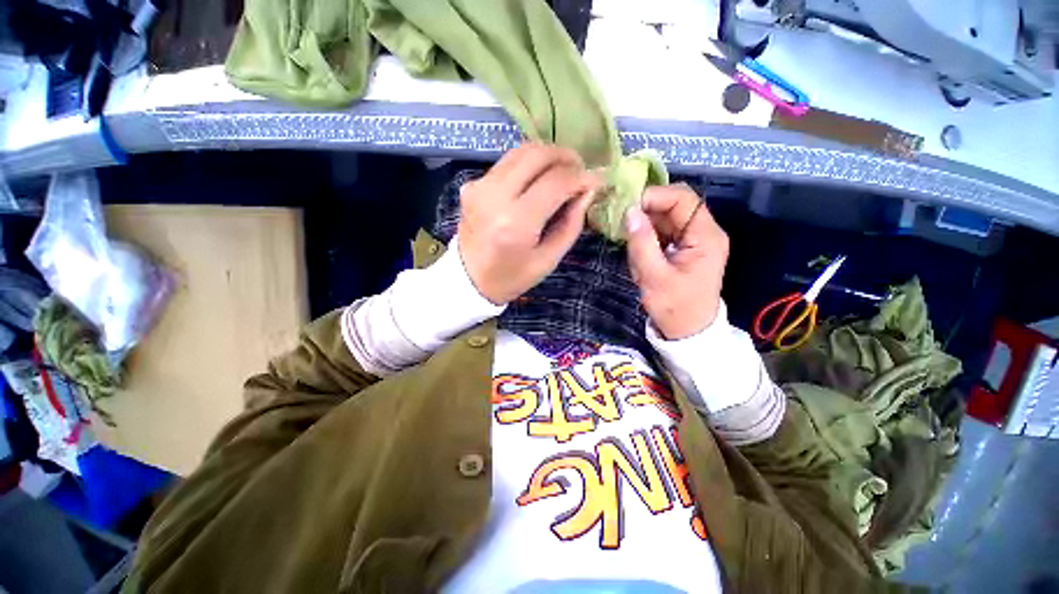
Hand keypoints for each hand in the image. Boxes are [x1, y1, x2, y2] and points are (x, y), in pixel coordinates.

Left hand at [457, 143, 598, 304]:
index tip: (596, 181)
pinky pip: (507, 163)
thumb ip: (571, 224)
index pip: (556, 182)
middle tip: (579, 170)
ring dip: (547, 156)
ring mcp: (479, 186)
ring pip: (521, 151)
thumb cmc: (512, 276)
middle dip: (565, 157)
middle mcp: (495, 196)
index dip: (581, 177)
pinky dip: (528, 165)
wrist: (469, 279)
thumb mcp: (549, 259)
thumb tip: (587, 190)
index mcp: (516, 223)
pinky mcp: (472, 184)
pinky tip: (537, 181)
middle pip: (537, 155)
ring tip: (562, 172)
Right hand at [625, 183, 729, 339]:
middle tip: (621, 220)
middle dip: (646, 210)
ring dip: (645, 224)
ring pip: (666, 217)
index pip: (682, 198)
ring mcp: (694, 239)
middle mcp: (704, 231)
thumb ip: (641, 243)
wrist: (688, 331)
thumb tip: (629, 211)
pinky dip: (647, 235)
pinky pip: (664, 231)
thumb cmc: (674, 307)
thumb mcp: (654, 277)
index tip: (626, 207)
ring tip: (628, 240)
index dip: (654, 196)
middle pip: (674, 204)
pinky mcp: (684, 247)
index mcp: (705, 236)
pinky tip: (637, 249)